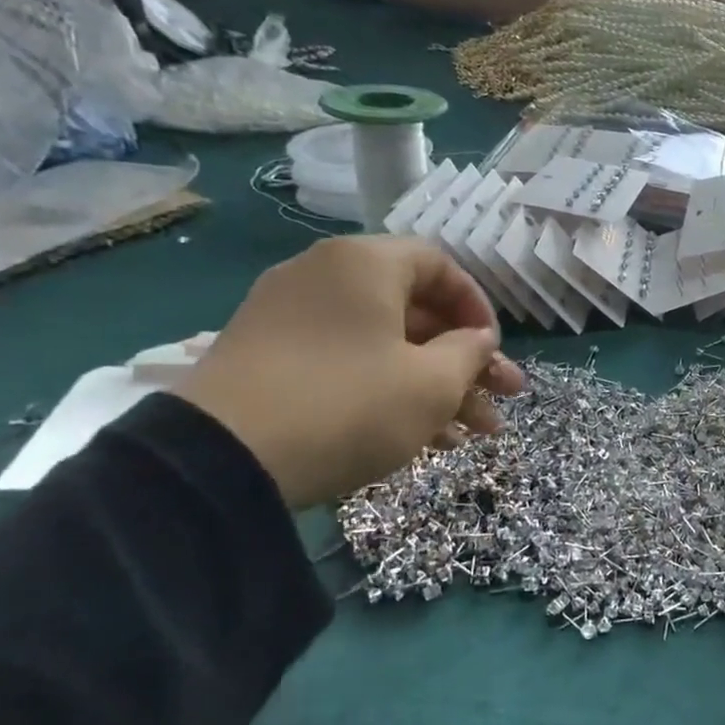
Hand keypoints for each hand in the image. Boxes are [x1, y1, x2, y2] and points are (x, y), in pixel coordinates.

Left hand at [176, 237, 524, 509]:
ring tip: (476, 433)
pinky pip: (348, 364)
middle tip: (504, 398)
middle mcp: (324, 278)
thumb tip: (478, 340)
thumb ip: (470, 353)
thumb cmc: (349, 404)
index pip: (440, 266)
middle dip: (466, 360)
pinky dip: (389, 391)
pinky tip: (427, 437)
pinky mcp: (269, 361)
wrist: (219, 460)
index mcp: (365, 264)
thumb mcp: (432, 382)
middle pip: (416, 312)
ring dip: (436, 385)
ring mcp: (290, 321)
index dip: (478, 308)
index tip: (495, 351)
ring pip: (386, 345)